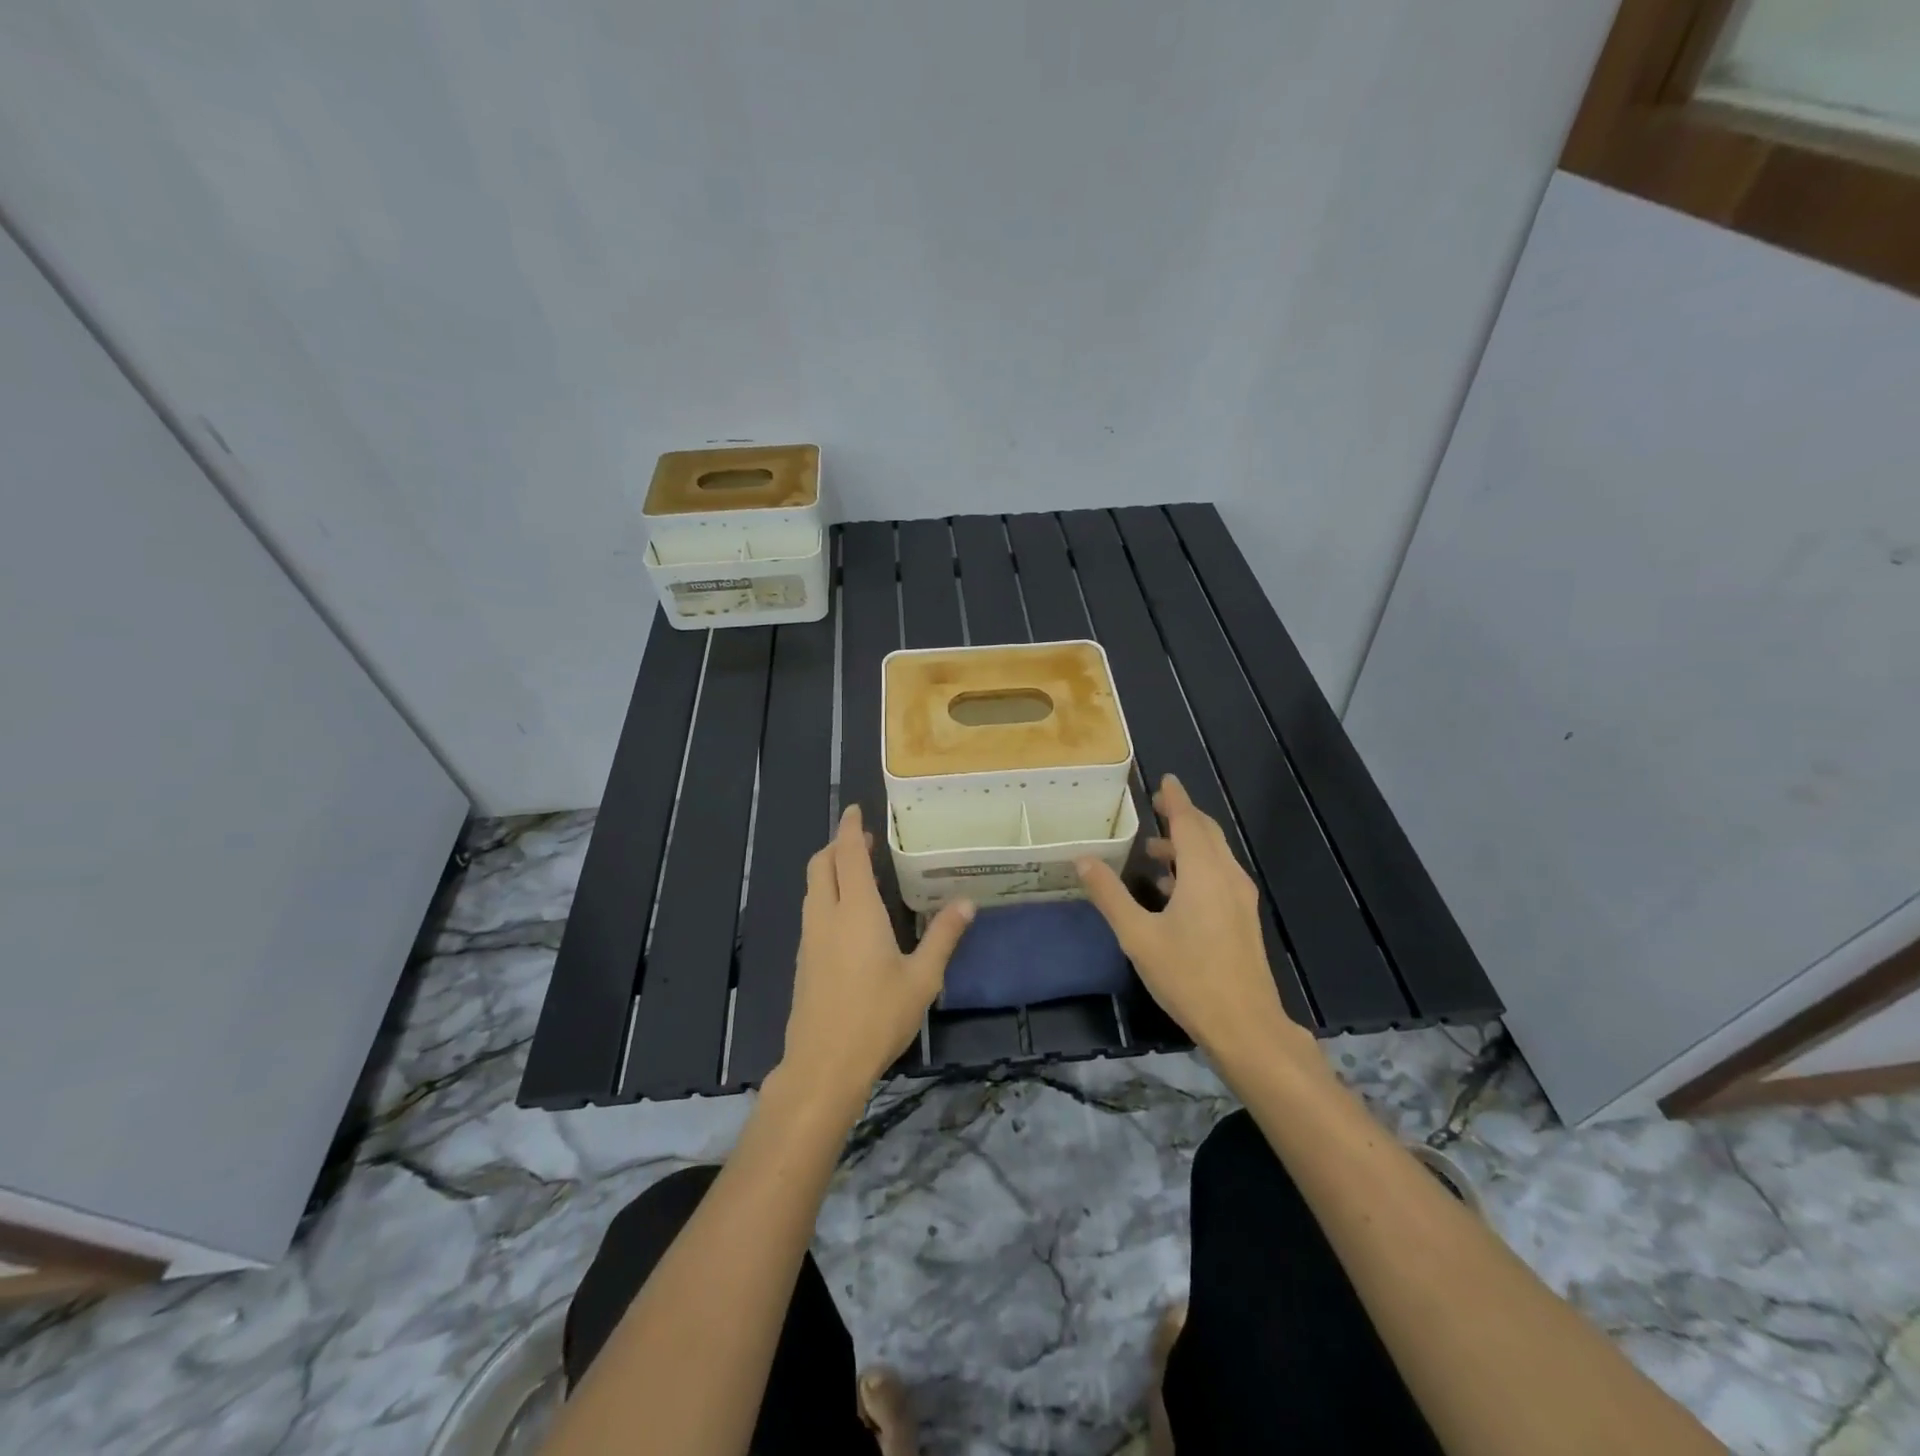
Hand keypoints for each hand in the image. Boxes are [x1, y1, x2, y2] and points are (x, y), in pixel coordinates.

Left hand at [777, 805, 974, 1113]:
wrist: (823, 1065)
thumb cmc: (877, 1017)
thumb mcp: (923, 978)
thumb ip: (944, 936)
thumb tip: (967, 902)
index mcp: (856, 911)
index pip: (847, 854)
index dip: (851, 828)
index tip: (856, 810)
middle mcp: (826, 916)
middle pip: (821, 865)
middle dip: (838, 845)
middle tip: (863, 840)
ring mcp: (810, 938)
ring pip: (812, 887)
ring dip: (830, 869)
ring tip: (857, 870)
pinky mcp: (804, 960)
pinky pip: (812, 910)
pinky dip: (826, 894)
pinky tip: (847, 914)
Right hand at [1076, 775, 1317, 1070]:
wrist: (1245, 1025)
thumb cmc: (1188, 976)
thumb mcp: (1138, 936)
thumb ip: (1110, 895)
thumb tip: (1082, 859)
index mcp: (1203, 872)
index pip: (1188, 821)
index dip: (1175, 798)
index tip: (1165, 779)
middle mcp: (1227, 876)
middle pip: (1206, 833)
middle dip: (1182, 816)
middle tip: (1156, 806)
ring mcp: (1240, 898)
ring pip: (1214, 856)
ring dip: (1187, 845)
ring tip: (1153, 851)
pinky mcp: (1242, 918)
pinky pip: (1218, 876)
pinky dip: (1196, 867)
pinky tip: (1172, 889)